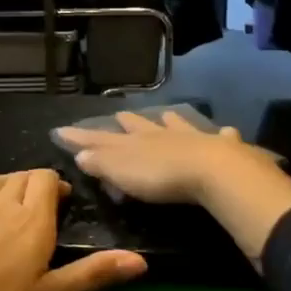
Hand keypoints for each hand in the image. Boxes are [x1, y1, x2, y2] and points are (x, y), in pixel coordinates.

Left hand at [0, 168, 146, 290]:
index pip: (45, 179)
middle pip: (19, 177)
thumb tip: (141, 260)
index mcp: (31, 221)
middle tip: (37, 207)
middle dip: (32, 184)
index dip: (54, 184)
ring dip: (1, 186)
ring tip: (7, 204)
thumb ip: (94, 274)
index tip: (60, 201)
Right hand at [59, 112, 290, 269]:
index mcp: (135, 143)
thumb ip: (101, 162)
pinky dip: (222, 134)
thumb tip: (80, 154)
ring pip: (178, 126)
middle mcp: (162, 135)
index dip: (82, 136)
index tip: (62, 129)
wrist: (211, 170)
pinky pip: (221, 138)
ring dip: (171, 122)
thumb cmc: (160, 175)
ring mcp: (193, 138)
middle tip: (121, 115)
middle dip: (129, 123)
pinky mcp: (221, 148)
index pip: (101, 138)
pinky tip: (227, 131)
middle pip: (141, 127)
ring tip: (167, 114)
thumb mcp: (122, 172)